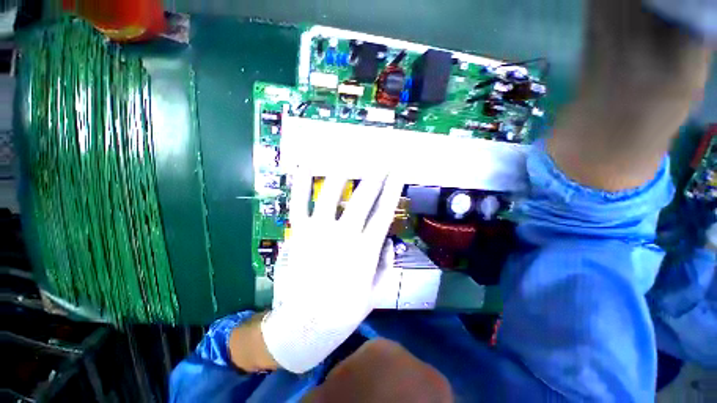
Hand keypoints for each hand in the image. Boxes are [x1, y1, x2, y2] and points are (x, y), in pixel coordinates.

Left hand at [261, 172, 403, 372]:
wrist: (303, 326)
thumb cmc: (343, 312)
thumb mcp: (375, 293)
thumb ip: (385, 264)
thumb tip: (388, 240)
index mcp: (365, 250)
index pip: (384, 211)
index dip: (392, 189)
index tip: (397, 172)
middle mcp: (344, 235)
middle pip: (362, 198)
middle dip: (374, 176)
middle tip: (380, 159)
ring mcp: (318, 231)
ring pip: (330, 193)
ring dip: (341, 173)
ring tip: (348, 156)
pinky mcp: (298, 232)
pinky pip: (299, 203)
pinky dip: (300, 183)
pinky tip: (305, 165)